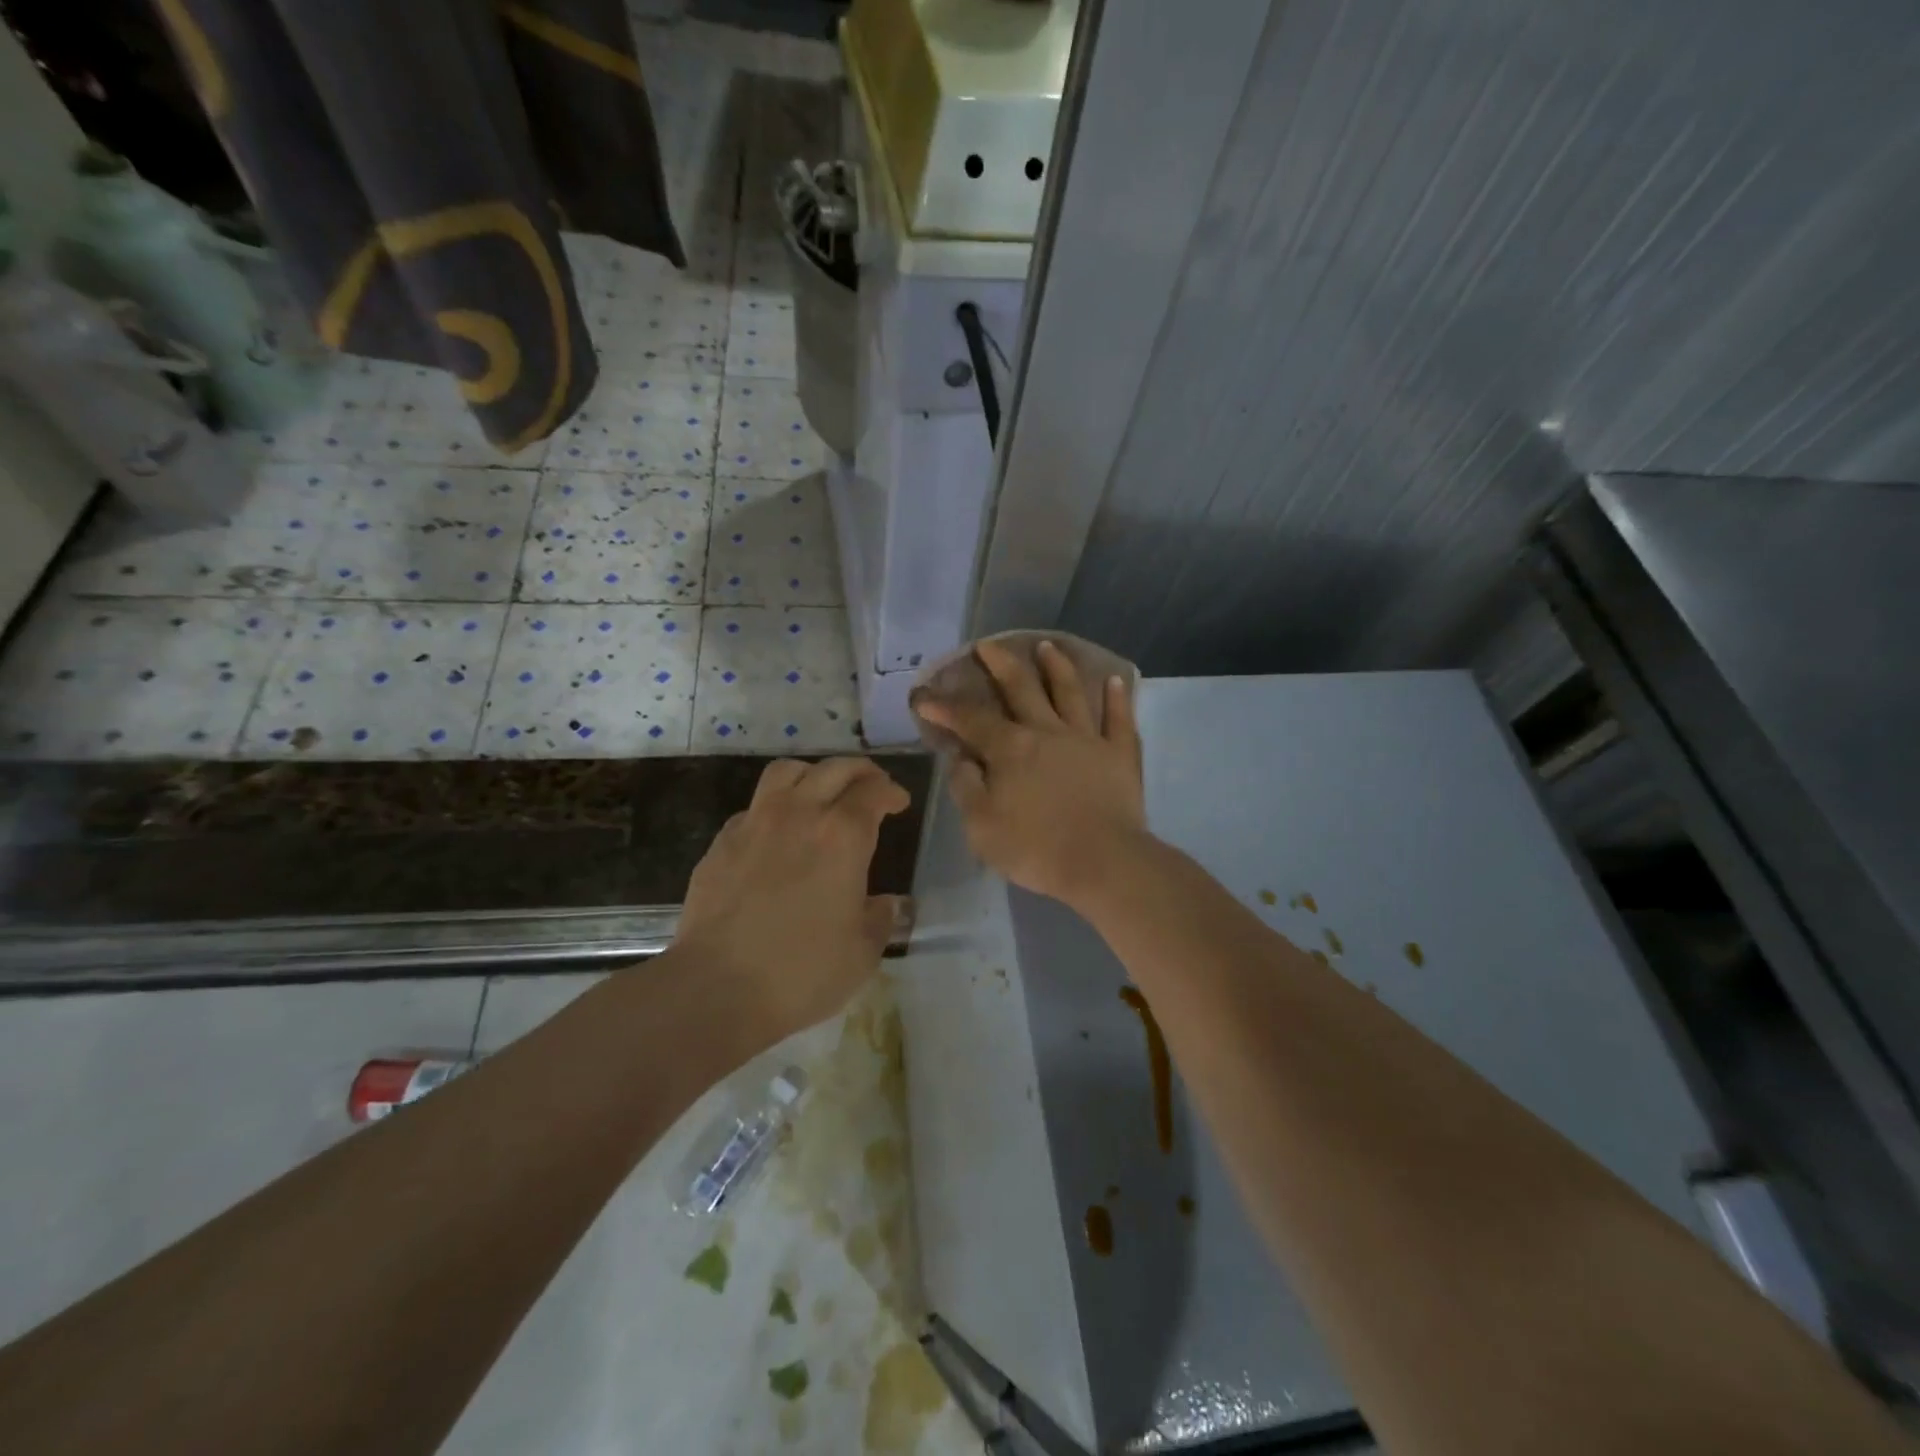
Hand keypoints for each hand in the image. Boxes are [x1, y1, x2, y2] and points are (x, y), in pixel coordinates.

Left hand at [675, 757, 909, 1045]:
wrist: (716, 989)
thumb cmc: (802, 973)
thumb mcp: (862, 953)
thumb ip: (879, 919)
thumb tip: (886, 904)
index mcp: (842, 836)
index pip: (873, 792)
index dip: (891, 792)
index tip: (899, 802)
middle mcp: (799, 815)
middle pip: (834, 769)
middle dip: (860, 771)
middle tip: (871, 786)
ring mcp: (754, 824)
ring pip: (786, 772)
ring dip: (813, 774)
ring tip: (821, 792)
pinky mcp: (721, 843)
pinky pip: (753, 807)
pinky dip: (774, 808)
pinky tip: (777, 834)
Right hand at [914, 639, 1146, 907]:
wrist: (1102, 862)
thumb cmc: (1035, 848)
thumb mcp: (981, 826)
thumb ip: (966, 787)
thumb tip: (960, 758)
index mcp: (1010, 748)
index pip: (970, 719)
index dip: (944, 706)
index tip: (924, 696)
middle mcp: (1047, 731)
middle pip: (1021, 688)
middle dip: (1001, 664)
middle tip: (987, 645)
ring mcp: (1086, 739)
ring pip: (1070, 692)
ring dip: (1057, 666)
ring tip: (1046, 646)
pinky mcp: (1119, 754)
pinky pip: (1119, 719)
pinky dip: (1117, 698)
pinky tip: (1114, 679)